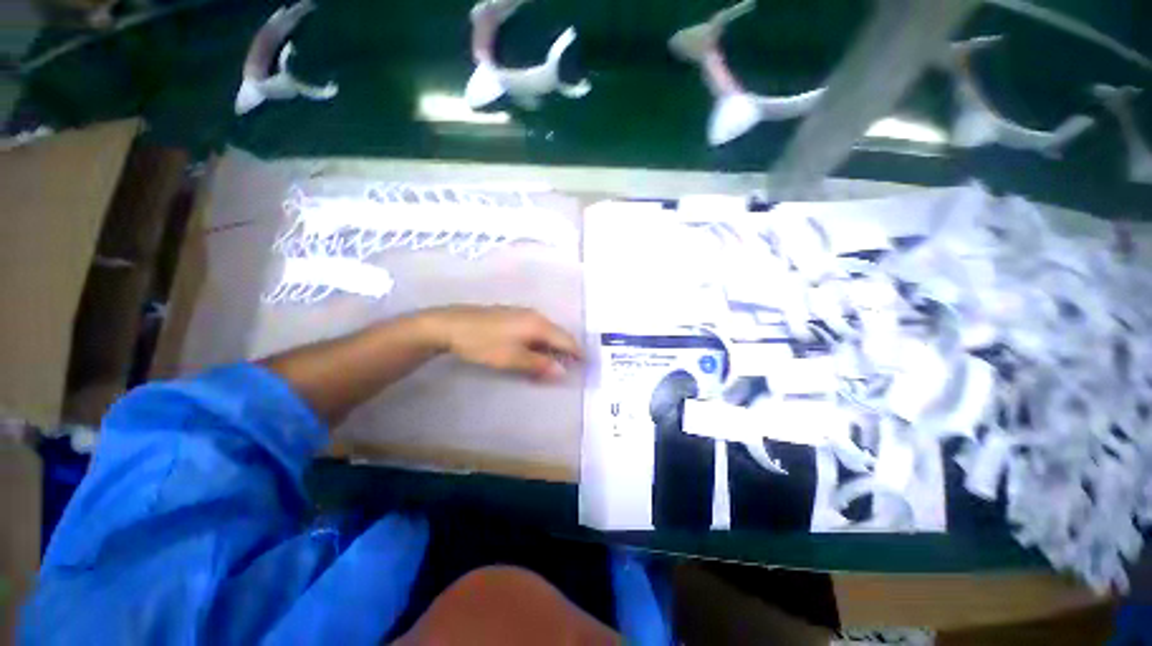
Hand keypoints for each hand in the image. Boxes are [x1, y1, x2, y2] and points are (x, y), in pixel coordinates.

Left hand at [425, 306, 582, 380]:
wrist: (450, 325)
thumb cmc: (484, 343)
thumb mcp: (512, 358)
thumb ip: (539, 364)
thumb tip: (563, 372)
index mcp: (539, 324)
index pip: (566, 339)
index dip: (577, 353)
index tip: (585, 366)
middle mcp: (535, 316)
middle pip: (557, 335)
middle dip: (564, 352)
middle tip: (566, 370)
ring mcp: (522, 314)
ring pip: (545, 333)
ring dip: (550, 349)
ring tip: (549, 366)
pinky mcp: (511, 316)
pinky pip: (533, 330)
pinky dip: (538, 344)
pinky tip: (531, 354)